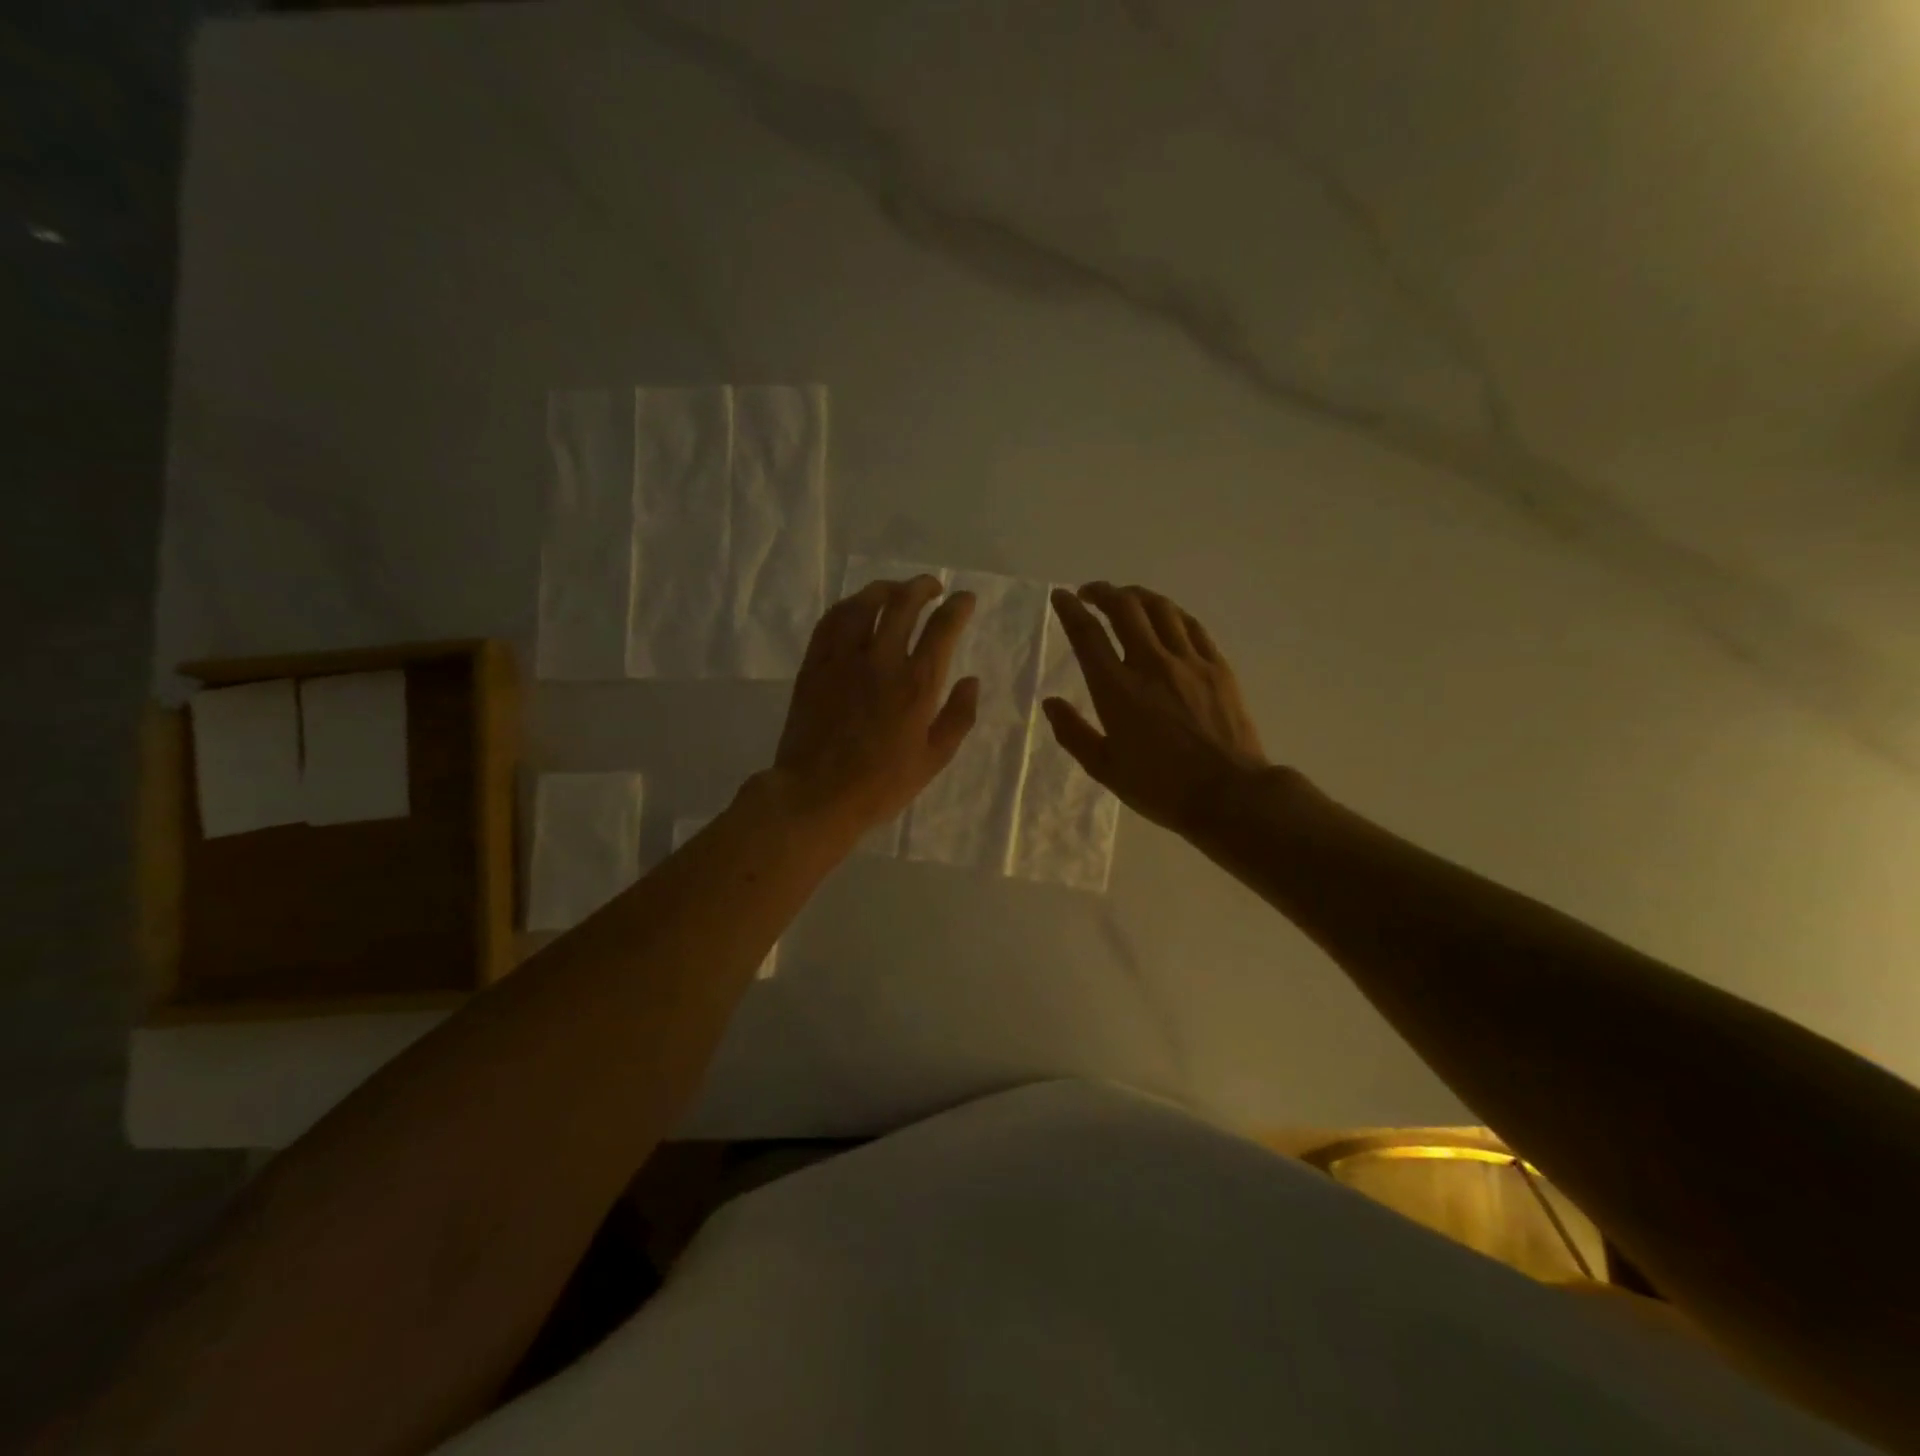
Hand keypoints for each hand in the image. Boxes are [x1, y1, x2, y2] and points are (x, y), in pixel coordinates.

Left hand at [771, 576, 979, 840]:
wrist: (816, 796)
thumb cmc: (880, 785)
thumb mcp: (934, 759)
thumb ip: (959, 717)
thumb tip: (971, 680)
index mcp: (916, 685)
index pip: (943, 628)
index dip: (958, 606)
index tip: (965, 599)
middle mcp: (881, 660)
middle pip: (903, 603)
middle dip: (923, 586)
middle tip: (933, 587)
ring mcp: (843, 659)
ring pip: (865, 604)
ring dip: (885, 589)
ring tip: (896, 590)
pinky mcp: (815, 665)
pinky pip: (831, 621)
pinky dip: (849, 606)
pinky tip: (857, 608)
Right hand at [1042, 582, 1269, 835]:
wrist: (1228, 795)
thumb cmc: (1160, 788)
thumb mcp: (1105, 768)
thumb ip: (1073, 733)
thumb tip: (1050, 702)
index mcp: (1117, 690)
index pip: (1088, 635)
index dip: (1070, 610)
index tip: (1060, 597)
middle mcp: (1151, 664)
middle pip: (1125, 608)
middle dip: (1103, 592)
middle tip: (1090, 593)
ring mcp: (1188, 662)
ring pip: (1160, 609)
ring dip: (1137, 596)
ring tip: (1125, 597)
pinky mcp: (1217, 667)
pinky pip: (1191, 626)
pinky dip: (1171, 613)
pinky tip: (1165, 615)